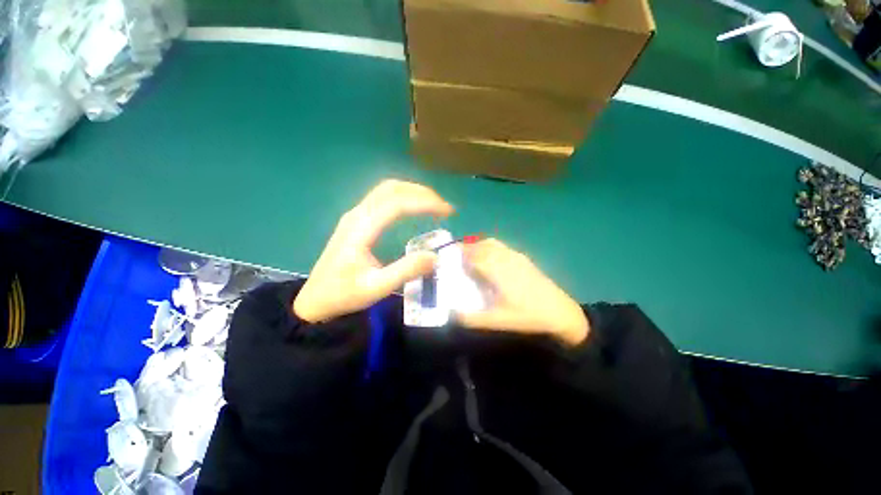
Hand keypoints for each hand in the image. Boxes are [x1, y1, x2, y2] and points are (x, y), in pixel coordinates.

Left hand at [293, 180, 454, 322]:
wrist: (314, 299)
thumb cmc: (343, 294)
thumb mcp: (376, 288)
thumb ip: (405, 271)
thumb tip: (435, 256)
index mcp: (360, 228)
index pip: (397, 203)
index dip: (425, 202)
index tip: (447, 212)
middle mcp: (357, 214)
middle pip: (391, 188)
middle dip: (421, 192)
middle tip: (443, 208)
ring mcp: (355, 215)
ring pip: (386, 190)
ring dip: (412, 192)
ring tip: (434, 205)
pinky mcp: (357, 220)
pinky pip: (382, 198)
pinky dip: (403, 197)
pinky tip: (414, 208)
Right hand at [456, 239, 589, 346]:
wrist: (560, 312)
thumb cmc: (527, 316)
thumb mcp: (498, 321)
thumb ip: (472, 318)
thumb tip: (451, 313)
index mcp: (496, 269)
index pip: (471, 255)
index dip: (456, 254)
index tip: (444, 258)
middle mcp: (504, 257)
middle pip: (479, 245)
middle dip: (464, 249)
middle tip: (454, 261)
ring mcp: (515, 255)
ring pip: (490, 243)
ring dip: (476, 247)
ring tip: (469, 259)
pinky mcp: (522, 257)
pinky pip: (500, 246)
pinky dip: (488, 248)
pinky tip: (488, 261)